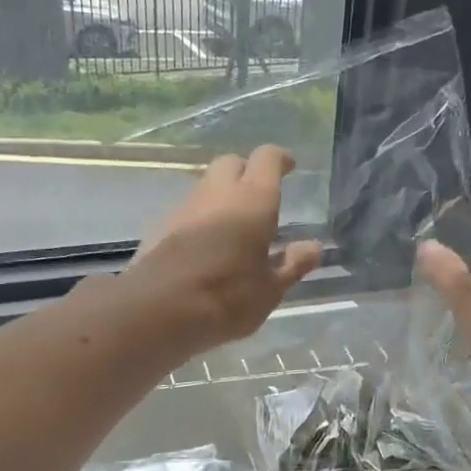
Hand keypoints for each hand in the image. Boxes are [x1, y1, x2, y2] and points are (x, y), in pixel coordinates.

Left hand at [124, 146, 322, 355]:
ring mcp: (184, 207)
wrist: (157, 311)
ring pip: (206, 186)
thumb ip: (292, 265)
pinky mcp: (159, 226)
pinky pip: (186, 211)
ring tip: (233, 227)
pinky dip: (200, 219)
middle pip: (231, 163)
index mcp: (253, 200)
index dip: (280, 159)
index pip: (267, 158)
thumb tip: (313, 247)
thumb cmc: (226, 298)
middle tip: (259, 197)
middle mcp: (217, 193)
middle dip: (247, 172)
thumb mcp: (270, 290)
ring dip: (221, 196)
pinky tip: (205, 247)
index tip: (289, 167)